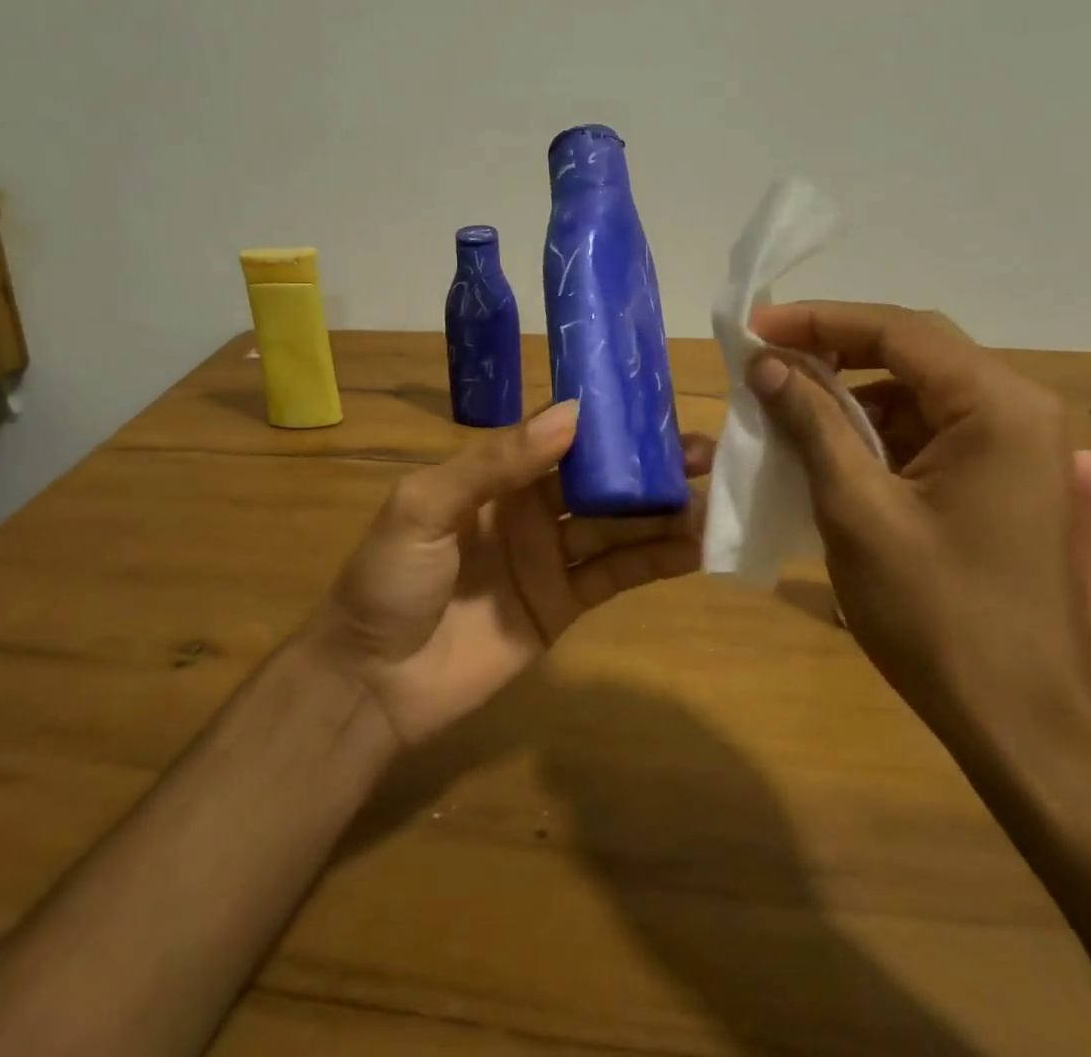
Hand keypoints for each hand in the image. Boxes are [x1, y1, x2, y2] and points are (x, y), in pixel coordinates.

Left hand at [308, 401, 713, 747]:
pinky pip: (617, 575)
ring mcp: (551, 556)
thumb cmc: (389, 580)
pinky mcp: (566, 603)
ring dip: (665, 512)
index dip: (609, 424)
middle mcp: (531, 507)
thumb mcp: (425, 506)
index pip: (563, 437)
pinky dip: (657, 561)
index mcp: (496, 473)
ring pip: (618, 525)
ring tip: (717, 498)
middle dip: (650, 465)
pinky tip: (697, 547)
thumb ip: (494, 461)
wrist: (373, 683)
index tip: (658, 408)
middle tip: (709, 455)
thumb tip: (571, 414)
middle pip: (601, 480)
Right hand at [745, 301, 1090, 742]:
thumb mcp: (857, 510)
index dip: (818, 321)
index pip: (897, 331)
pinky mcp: (1003, 478)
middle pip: (913, 351)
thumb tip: (764, 364)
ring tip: (787, 403)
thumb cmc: (937, 615)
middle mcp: (1018, 409)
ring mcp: (1017, 446)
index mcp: (996, 406)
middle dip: (834, 349)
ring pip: (918, 390)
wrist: (1022, 724)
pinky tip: (830, 448)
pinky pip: (930, 429)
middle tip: (766, 358)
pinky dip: (876, 429)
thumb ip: (811, 423)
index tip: (755, 327)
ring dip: (852, 391)